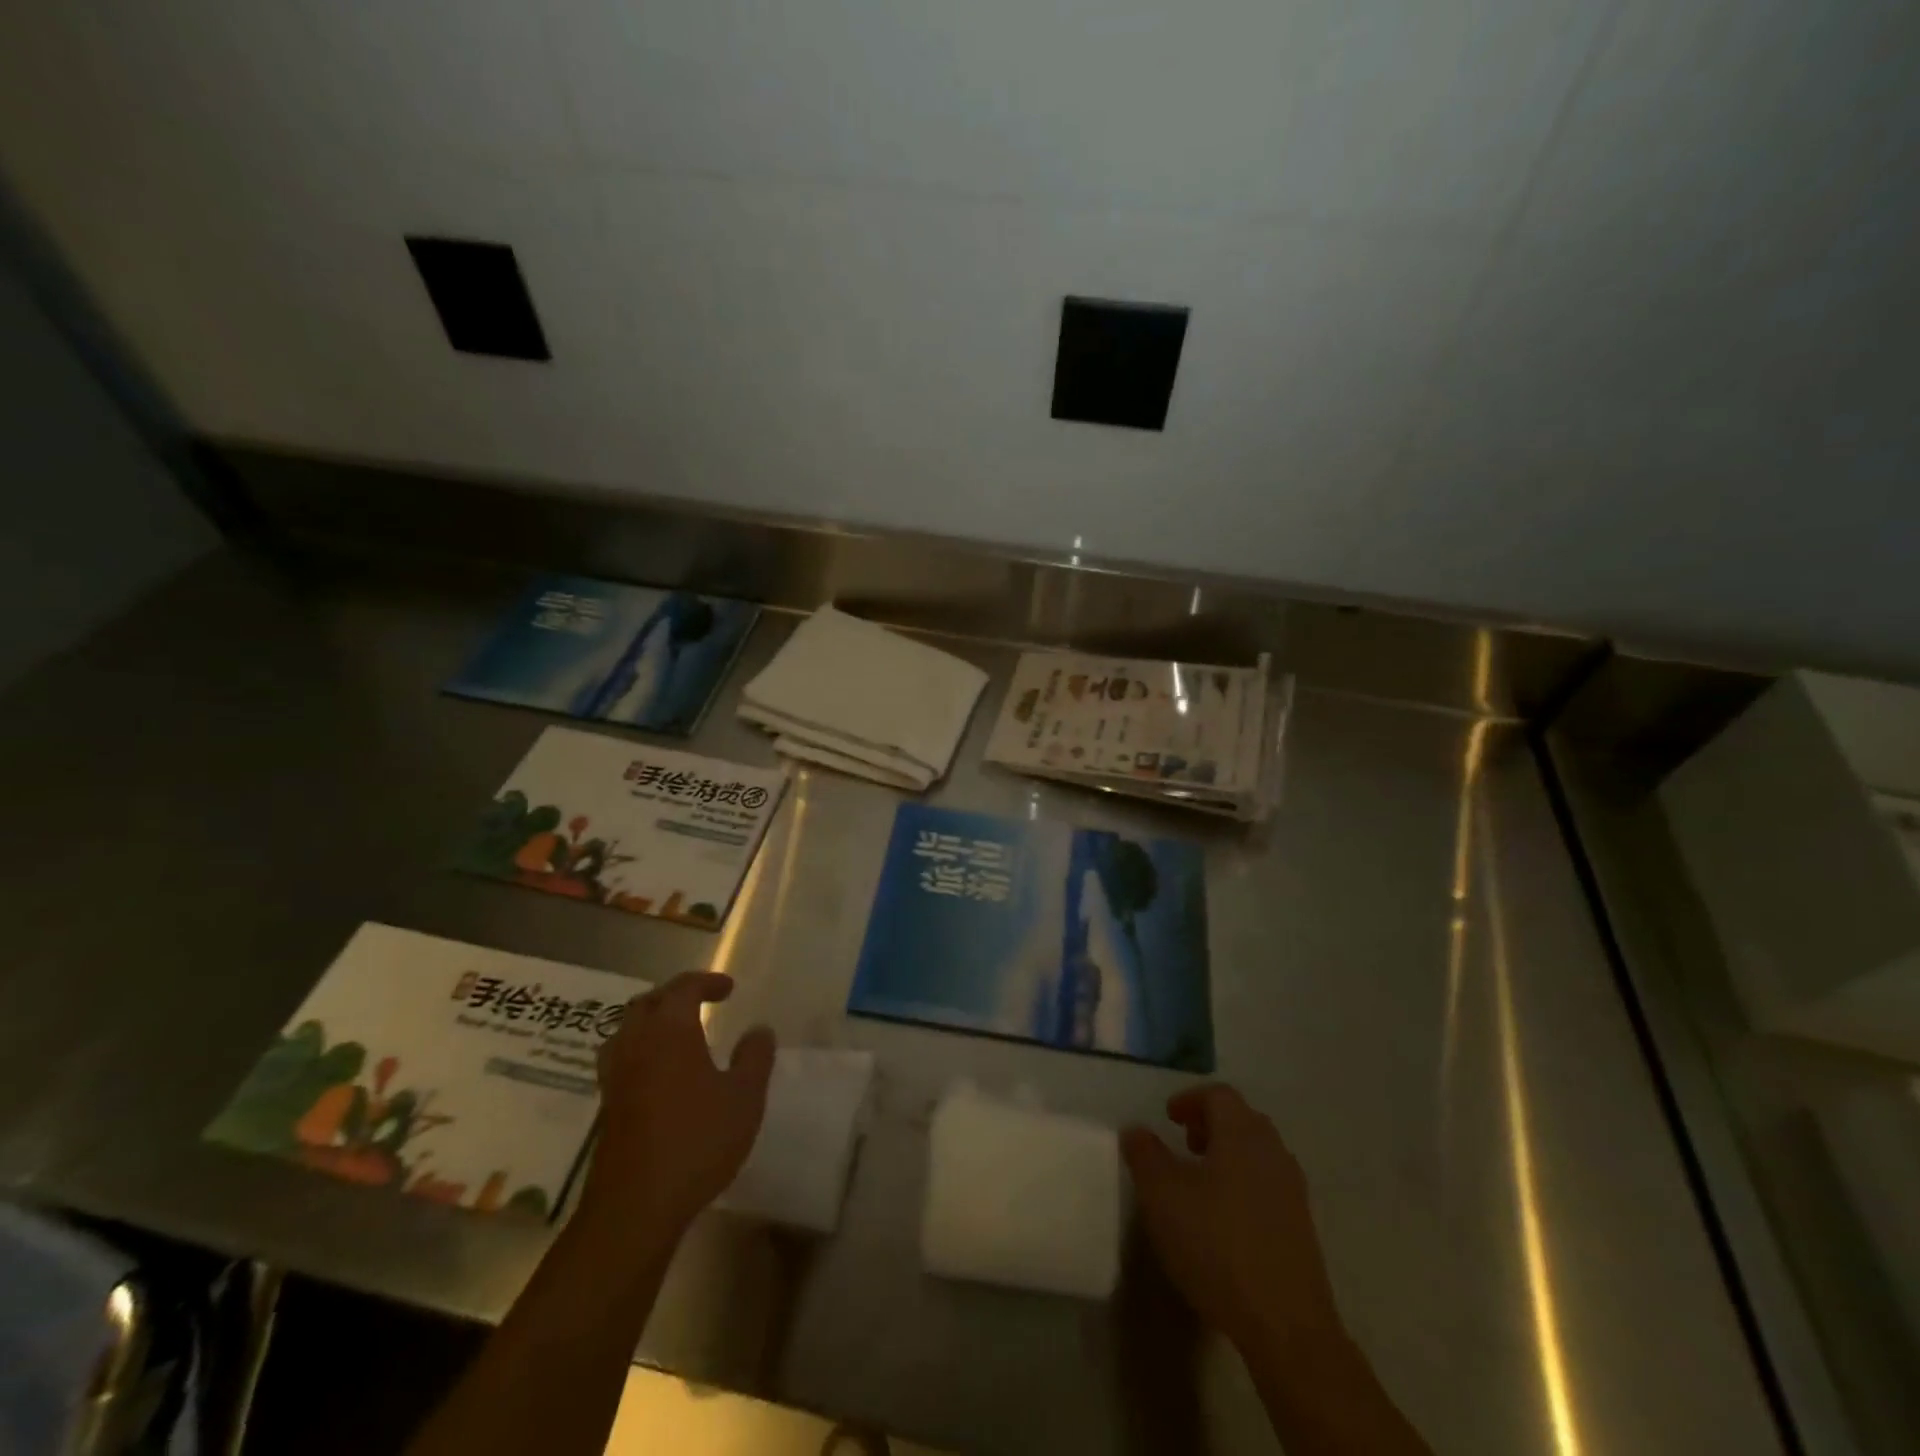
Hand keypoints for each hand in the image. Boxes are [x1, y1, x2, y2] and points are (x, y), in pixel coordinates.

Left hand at [585, 972, 775, 1232]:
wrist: (635, 1206)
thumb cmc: (696, 1141)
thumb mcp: (744, 1097)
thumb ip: (755, 1058)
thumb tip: (759, 1030)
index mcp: (669, 1031)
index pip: (683, 988)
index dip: (706, 982)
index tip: (728, 988)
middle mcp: (636, 1044)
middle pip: (647, 1003)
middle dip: (674, 996)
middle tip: (701, 1003)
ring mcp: (615, 1077)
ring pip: (626, 1030)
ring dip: (651, 1022)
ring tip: (677, 1033)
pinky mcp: (607, 1107)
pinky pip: (621, 1059)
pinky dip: (641, 1051)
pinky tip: (660, 1074)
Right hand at [1122, 1084, 1343, 1358]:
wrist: (1286, 1325)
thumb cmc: (1217, 1245)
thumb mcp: (1162, 1197)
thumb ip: (1145, 1155)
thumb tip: (1135, 1130)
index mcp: (1242, 1134)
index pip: (1219, 1095)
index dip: (1190, 1099)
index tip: (1168, 1118)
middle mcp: (1273, 1152)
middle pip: (1243, 1120)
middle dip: (1212, 1124)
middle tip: (1185, 1144)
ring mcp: (1293, 1191)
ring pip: (1258, 1153)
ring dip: (1229, 1155)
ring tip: (1201, 1182)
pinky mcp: (1302, 1228)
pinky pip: (1269, 1185)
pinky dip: (1245, 1184)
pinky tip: (1225, 1219)